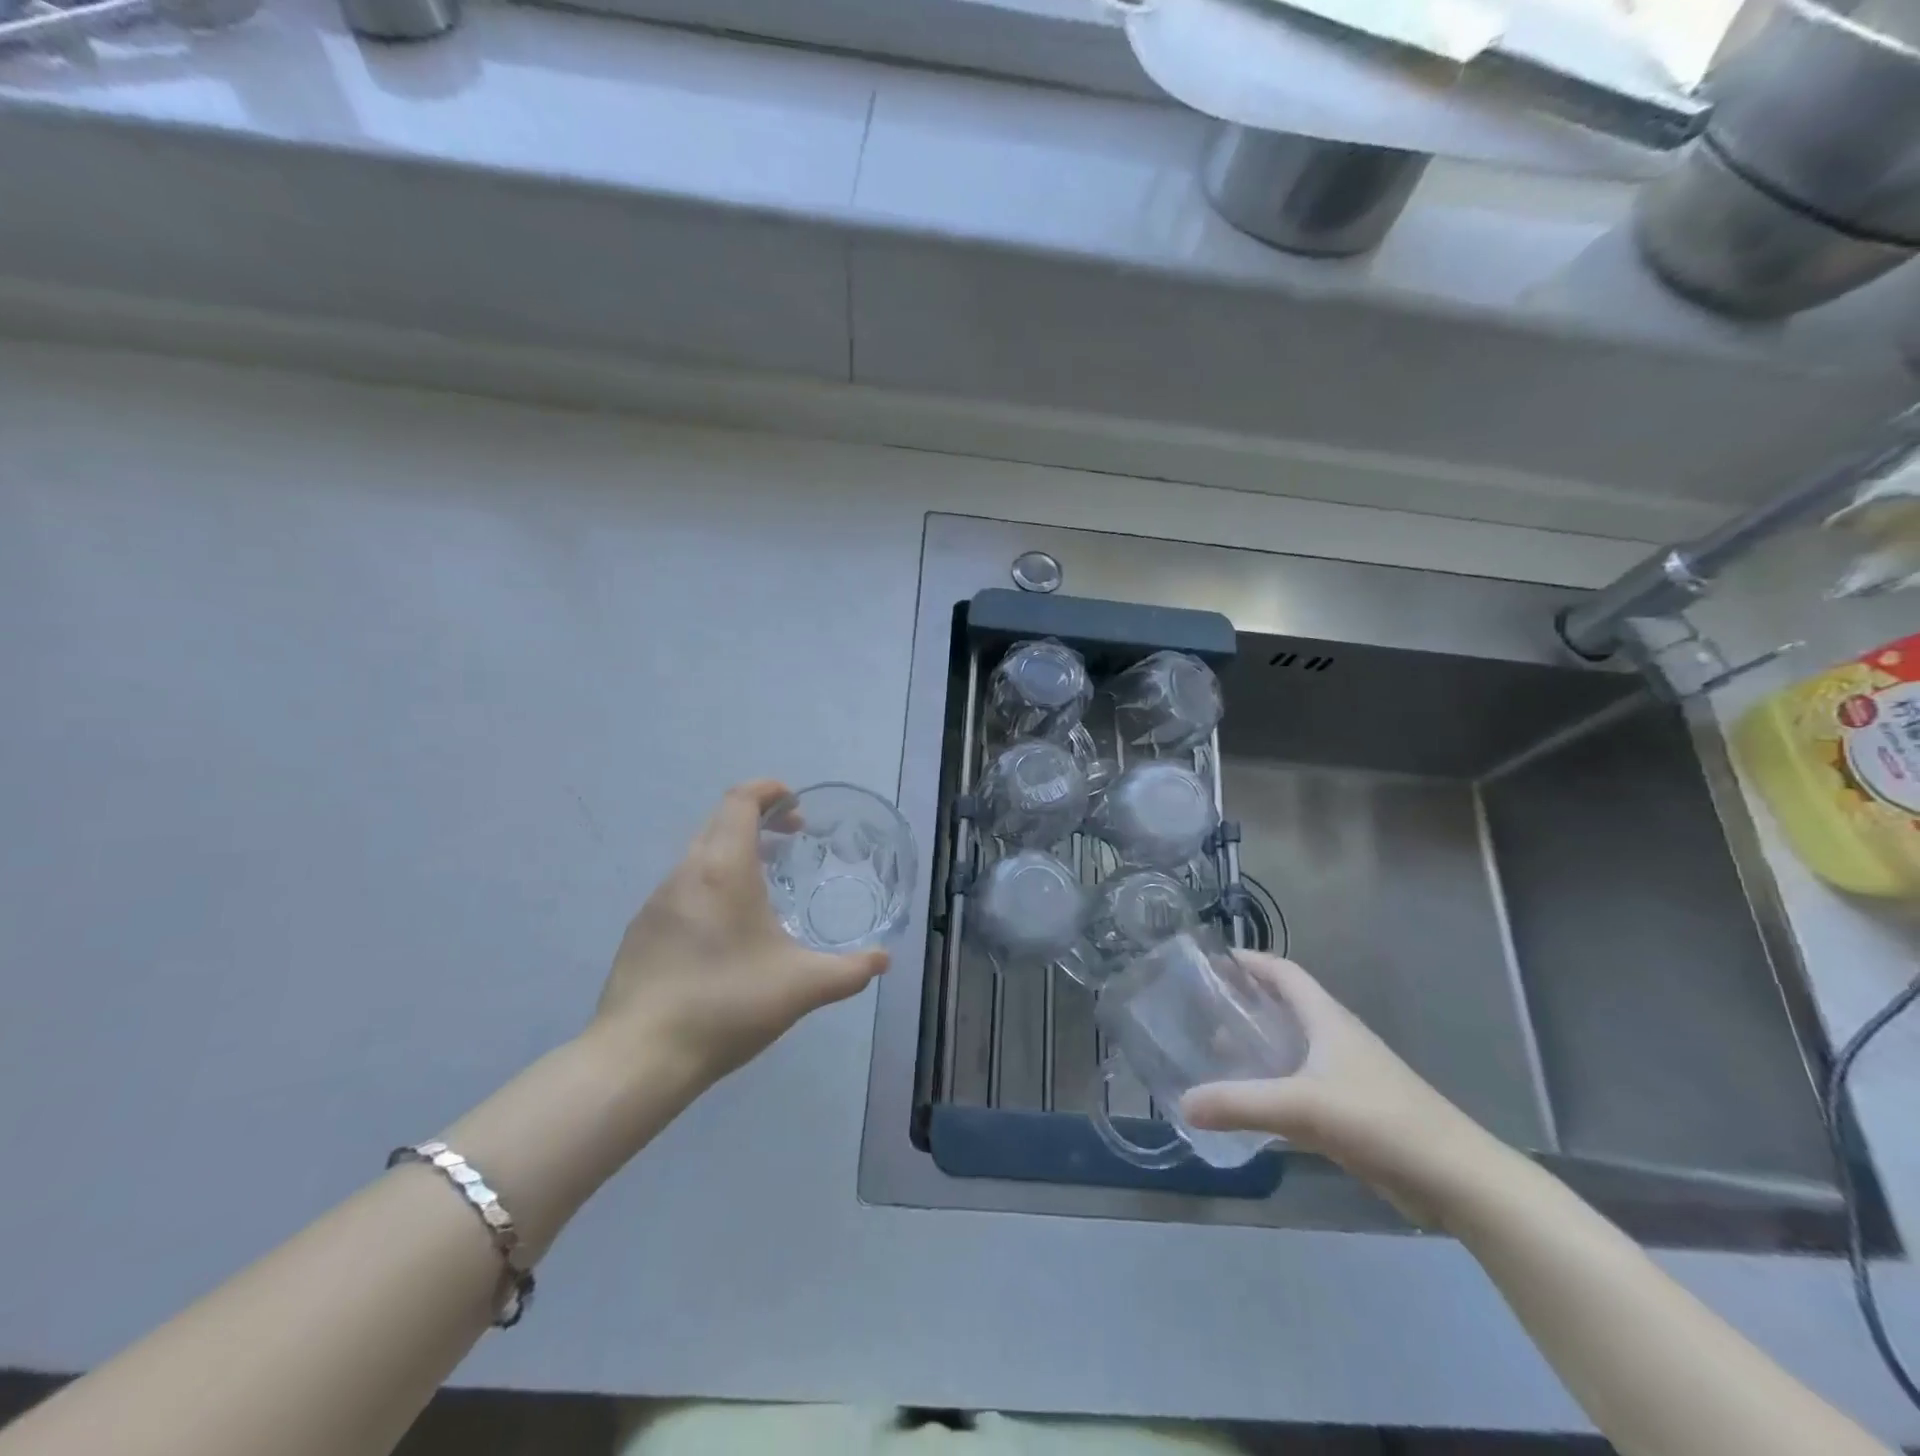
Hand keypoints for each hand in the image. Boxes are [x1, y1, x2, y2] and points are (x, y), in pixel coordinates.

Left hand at [590, 780, 888, 1087]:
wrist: (639, 1057)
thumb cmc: (727, 1005)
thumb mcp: (802, 987)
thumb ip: (850, 971)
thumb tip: (883, 960)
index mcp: (724, 869)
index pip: (740, 801)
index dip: (769, 790)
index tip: (796, 804)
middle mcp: (686, 873)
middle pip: (720, 821)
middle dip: (758, 819)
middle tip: (792, 841)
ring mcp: (657, 901)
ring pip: (700, 855)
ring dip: (734, 852)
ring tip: (765, 885)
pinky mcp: (641, 930)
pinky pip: (683, 887)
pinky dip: (712, 883)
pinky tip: (728, 929)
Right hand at [1180, 954, 1498, 1227]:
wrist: (1457, 1181)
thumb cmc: (1381, 1121)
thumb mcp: (1302, 1108)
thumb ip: (1240, 1104)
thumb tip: (1183, 1102)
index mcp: (1328, 1019)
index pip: (1284, 972)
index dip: (1251, 961)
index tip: (1213, 960)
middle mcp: (1336, 1038)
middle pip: (1285, 1006)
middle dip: (1246, 1001)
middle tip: (1201, 1007)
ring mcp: (1347, 1076)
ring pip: (1293, 1047)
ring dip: (1258, 1044)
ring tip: (1214, 1050)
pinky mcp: (1353, 1111)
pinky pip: (1301, 1084)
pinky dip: (1273, 1083)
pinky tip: (1250, 1101)